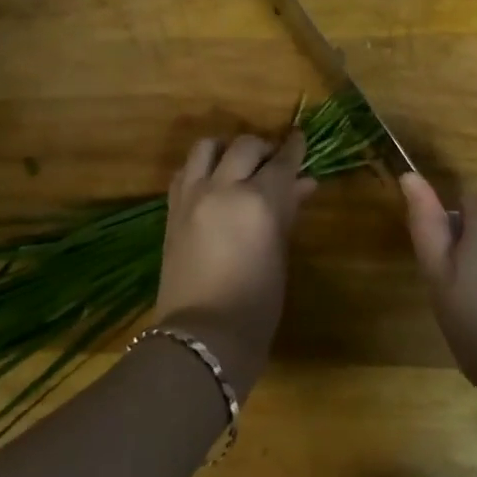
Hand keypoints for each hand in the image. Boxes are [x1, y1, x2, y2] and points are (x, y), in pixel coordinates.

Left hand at [154, 132, 315, 395]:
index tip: (300, 138)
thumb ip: (288, 211)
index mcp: (258, 200)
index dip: (294, 147)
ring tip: (237, 164)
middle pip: (244, 145)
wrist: (202, 338)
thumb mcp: (279, 254)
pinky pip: (186, 171)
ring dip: (226, 148)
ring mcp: (192, 196)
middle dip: (263, 148)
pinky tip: (212, 182)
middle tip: (274, 161)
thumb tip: (304, 183)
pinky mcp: (172, 209)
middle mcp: (223, 187)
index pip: (281, 161)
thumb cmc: (256, 305)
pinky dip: (202, 168)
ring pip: (207, 147)